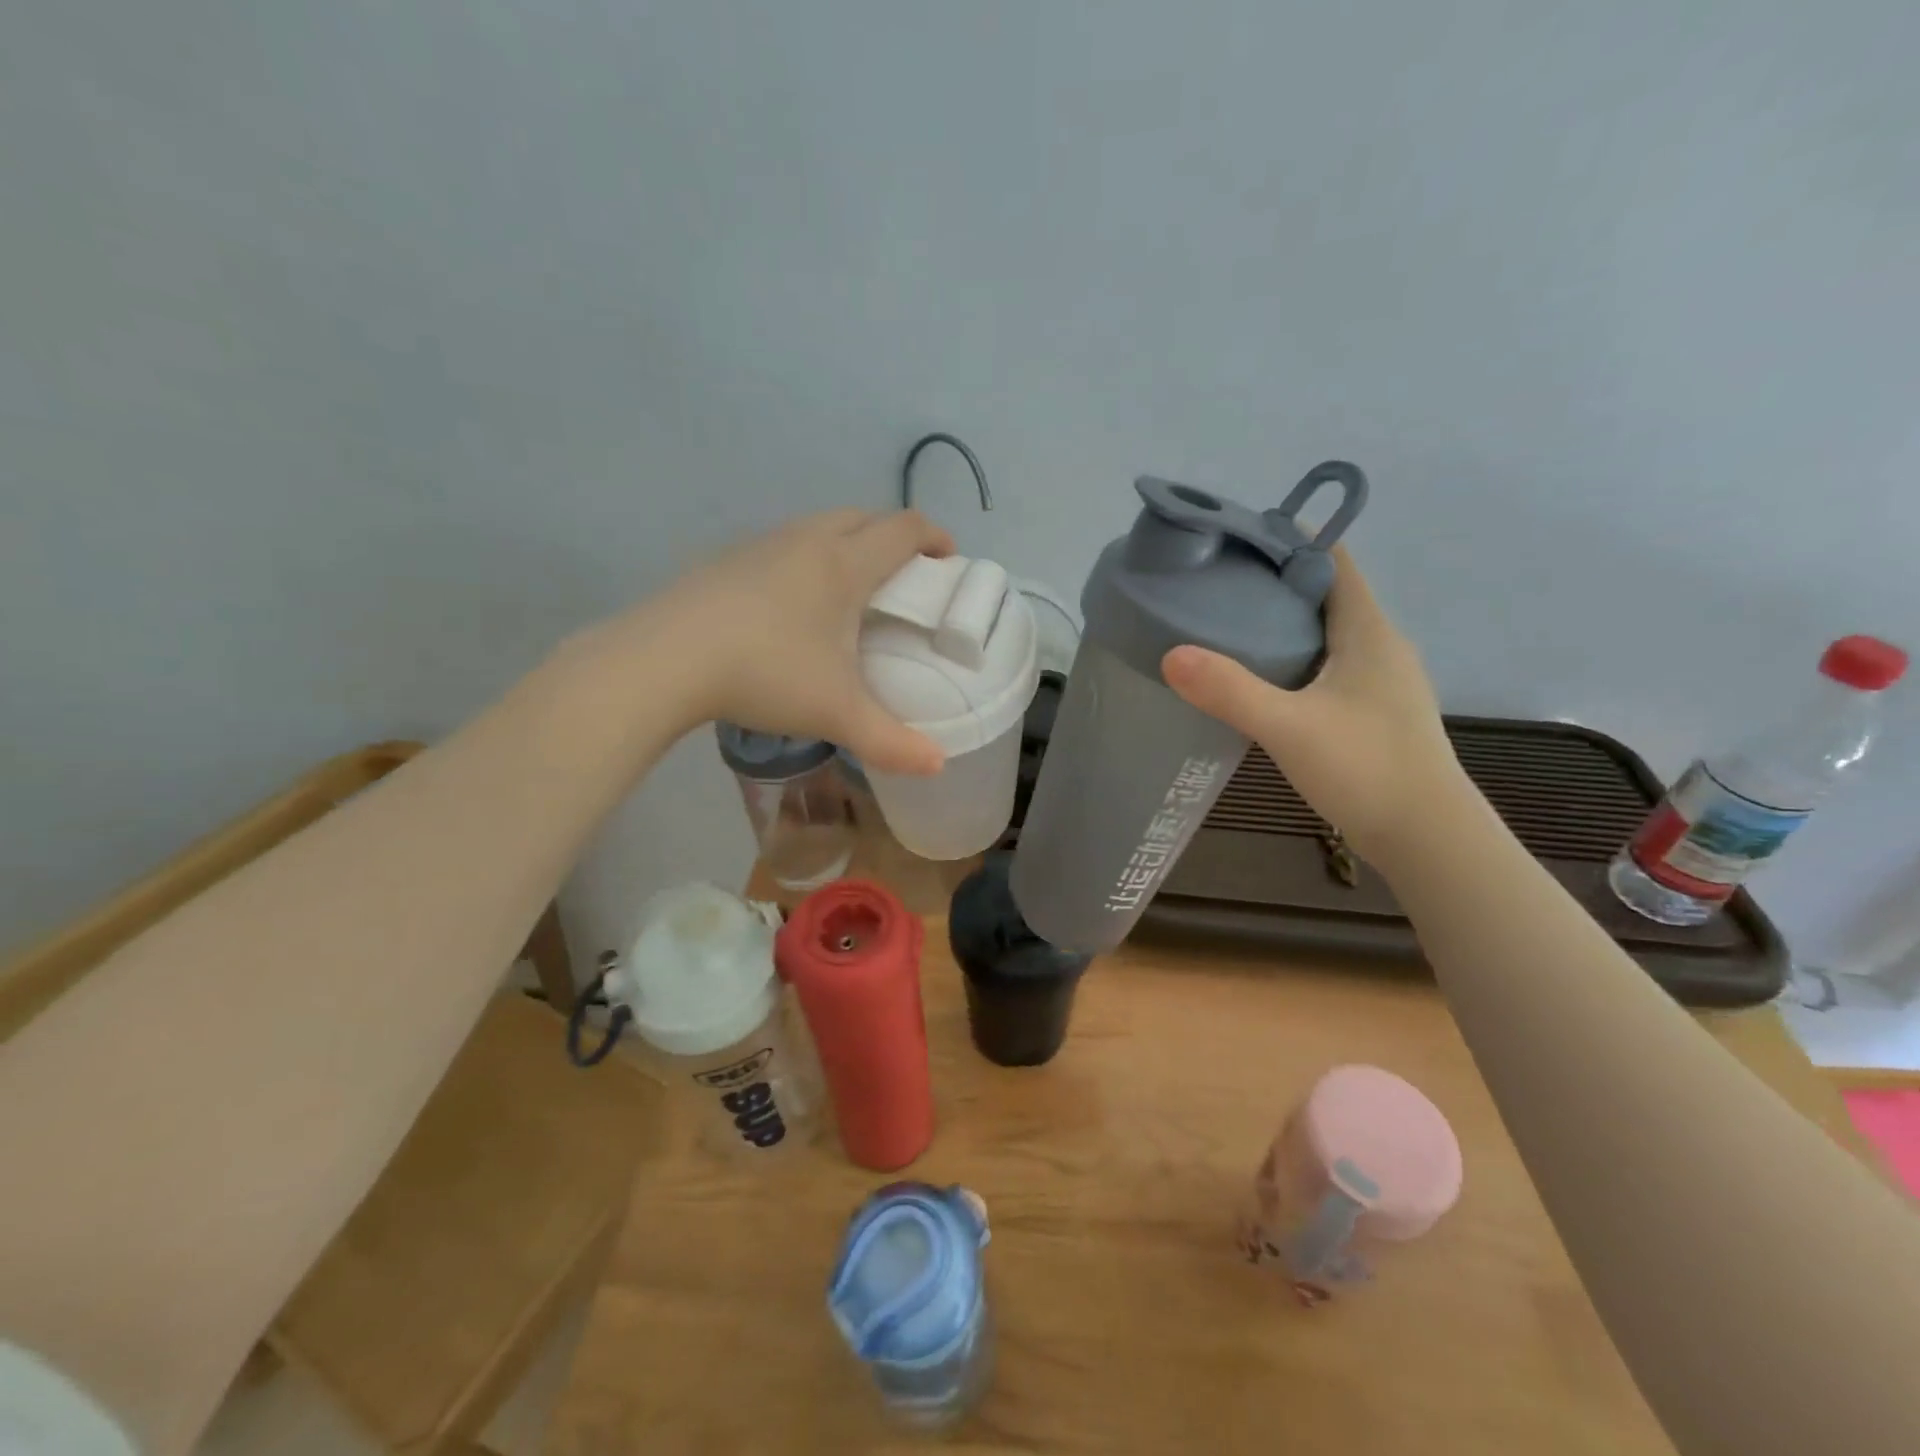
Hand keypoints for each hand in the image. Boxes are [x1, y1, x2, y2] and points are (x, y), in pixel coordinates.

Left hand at [621, 508, 955, 773]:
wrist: (664, 659)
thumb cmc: (766, 673)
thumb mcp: (836, 713)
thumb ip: (891, 742)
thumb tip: (937, 765)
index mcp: (844, 564)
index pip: (902, 529)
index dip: (934, 536)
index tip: (949, 559)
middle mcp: (806, 541)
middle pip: (862, 517)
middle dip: (891, 537)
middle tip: (903, 577)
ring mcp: (760, 545)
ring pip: (818, 527)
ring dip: (845, 544)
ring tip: (849, 590)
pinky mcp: (726, 561)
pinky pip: (782, 545)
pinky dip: (805, 559)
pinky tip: (792, 605)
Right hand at [1161, 548, 1462, 862]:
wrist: (1427, 837)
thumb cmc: (1367, 768)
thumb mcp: (1289, 727)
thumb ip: (1231, 690)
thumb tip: (1172, 654)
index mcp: (1368, 631)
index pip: (1333, 560)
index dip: (1290, 538)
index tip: (1237, 537)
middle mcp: (1379, 645)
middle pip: (1325, 593)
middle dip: (1274, 580)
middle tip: (1215, 582)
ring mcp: (1379, 681)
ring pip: (1325, 632)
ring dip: (1282, 622)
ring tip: (1226, 625)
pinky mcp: (1371, 711)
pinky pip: (1326, 665)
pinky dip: (1292, 658)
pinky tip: (1259, 679)